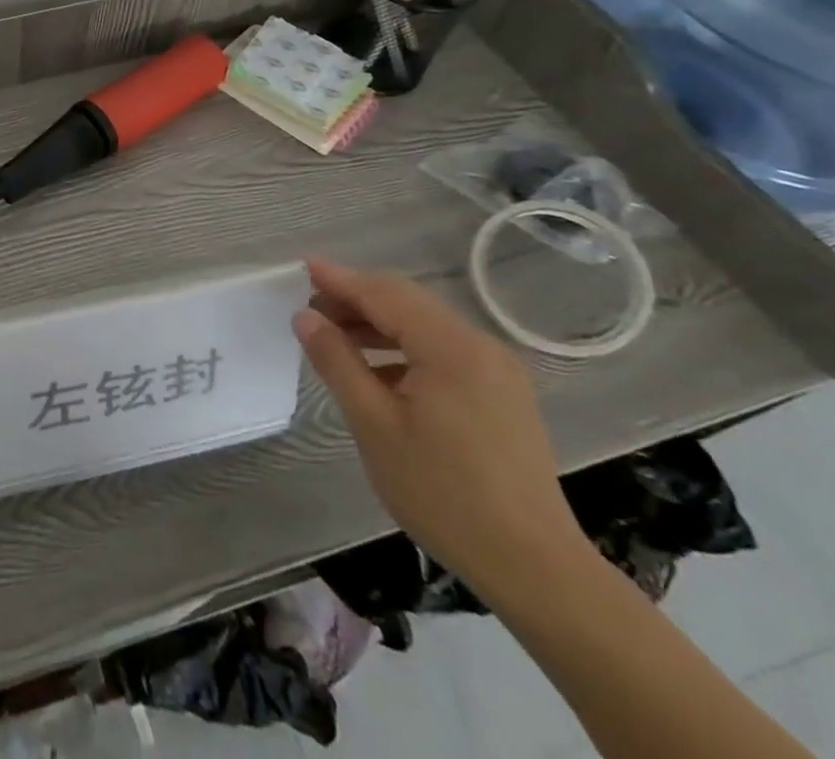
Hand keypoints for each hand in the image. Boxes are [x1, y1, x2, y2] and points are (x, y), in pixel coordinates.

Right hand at [292, 260, 586, 598]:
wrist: (534, 567)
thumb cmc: (443, 492)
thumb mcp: (374, 424)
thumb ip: (337, 361)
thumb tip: (306, 317)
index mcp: (451, 349)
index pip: (384, 294)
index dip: (340, 279)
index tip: (301, 266)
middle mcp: (480, 347)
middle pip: (407, 301)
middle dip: (356, 298)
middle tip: (310, 309)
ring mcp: (497, 371)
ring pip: (424, 324)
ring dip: (377, 322)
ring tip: (334, 336)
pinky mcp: (502, 394)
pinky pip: (442, 350)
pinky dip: (402, 347)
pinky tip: (377, 370)